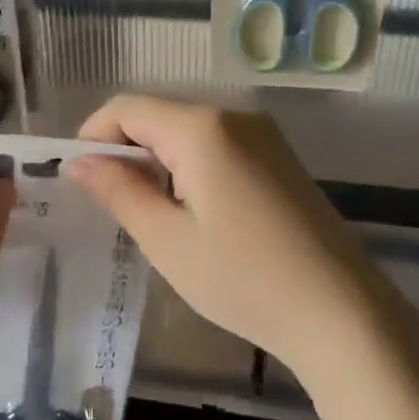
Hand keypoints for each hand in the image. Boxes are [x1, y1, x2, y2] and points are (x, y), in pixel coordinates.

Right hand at [66, 96, 402, 395]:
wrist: (341, 312)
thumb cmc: (243, 279)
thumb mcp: (167, 239)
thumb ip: (119, 191)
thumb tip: (77, 162)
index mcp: (202, 128)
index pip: (127, 108)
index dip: (92, 136)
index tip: (77, 180)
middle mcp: (235, 116)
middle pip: (159, 116)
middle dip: (125, 152)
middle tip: (110, 207)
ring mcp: (264, 136)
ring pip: (188, 133)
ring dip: (158, 163)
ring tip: (150, 217)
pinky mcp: (280, 159)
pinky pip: (219, 148)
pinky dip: (191, 170)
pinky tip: (195, 216)